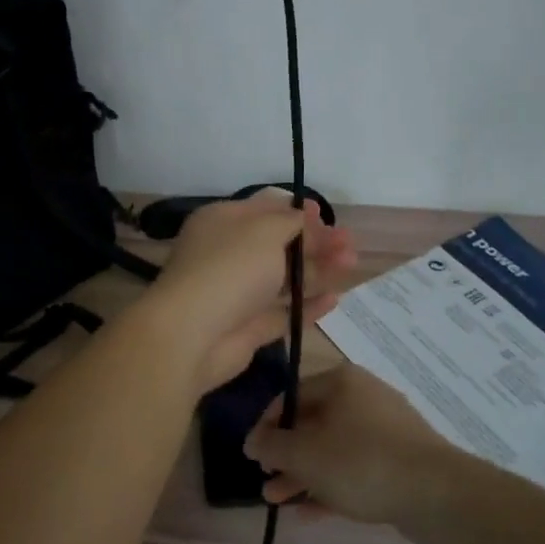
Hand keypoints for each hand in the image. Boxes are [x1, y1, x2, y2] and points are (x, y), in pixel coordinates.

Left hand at [143, 190, 355, 394]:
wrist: (193, 333)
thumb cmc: (230, 268)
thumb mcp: (264, 231)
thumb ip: (291, 223)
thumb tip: (305, 220)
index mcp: (223, 222)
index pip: (263, 210)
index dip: (296, 212)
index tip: (326, 216)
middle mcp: (228, 254)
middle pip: (278, 245)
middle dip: (315, 242)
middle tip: (350, 243)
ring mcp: (237, 293)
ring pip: (283, 279)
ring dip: (318, 270)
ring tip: (351, 265)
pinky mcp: (247, 327)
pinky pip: (282, 312)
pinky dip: (307, 305)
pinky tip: (335, 300)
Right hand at [243, 364, 460, 524]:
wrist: (437, 494)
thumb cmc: (360, 462)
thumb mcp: (304, 454)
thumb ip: (271, 446)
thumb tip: (251, 441)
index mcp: (340, 382)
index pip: (290, 396)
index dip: (266, 426)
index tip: (252, 455)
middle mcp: (363, 397)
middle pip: (312, 424)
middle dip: (284, 456)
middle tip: (264, 481)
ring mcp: (385, 430)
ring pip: (332, 449)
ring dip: (303, 474)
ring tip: (277, 501)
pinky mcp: (400, 461)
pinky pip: (355, 469)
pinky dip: (331, 486)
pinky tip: (309, 513)